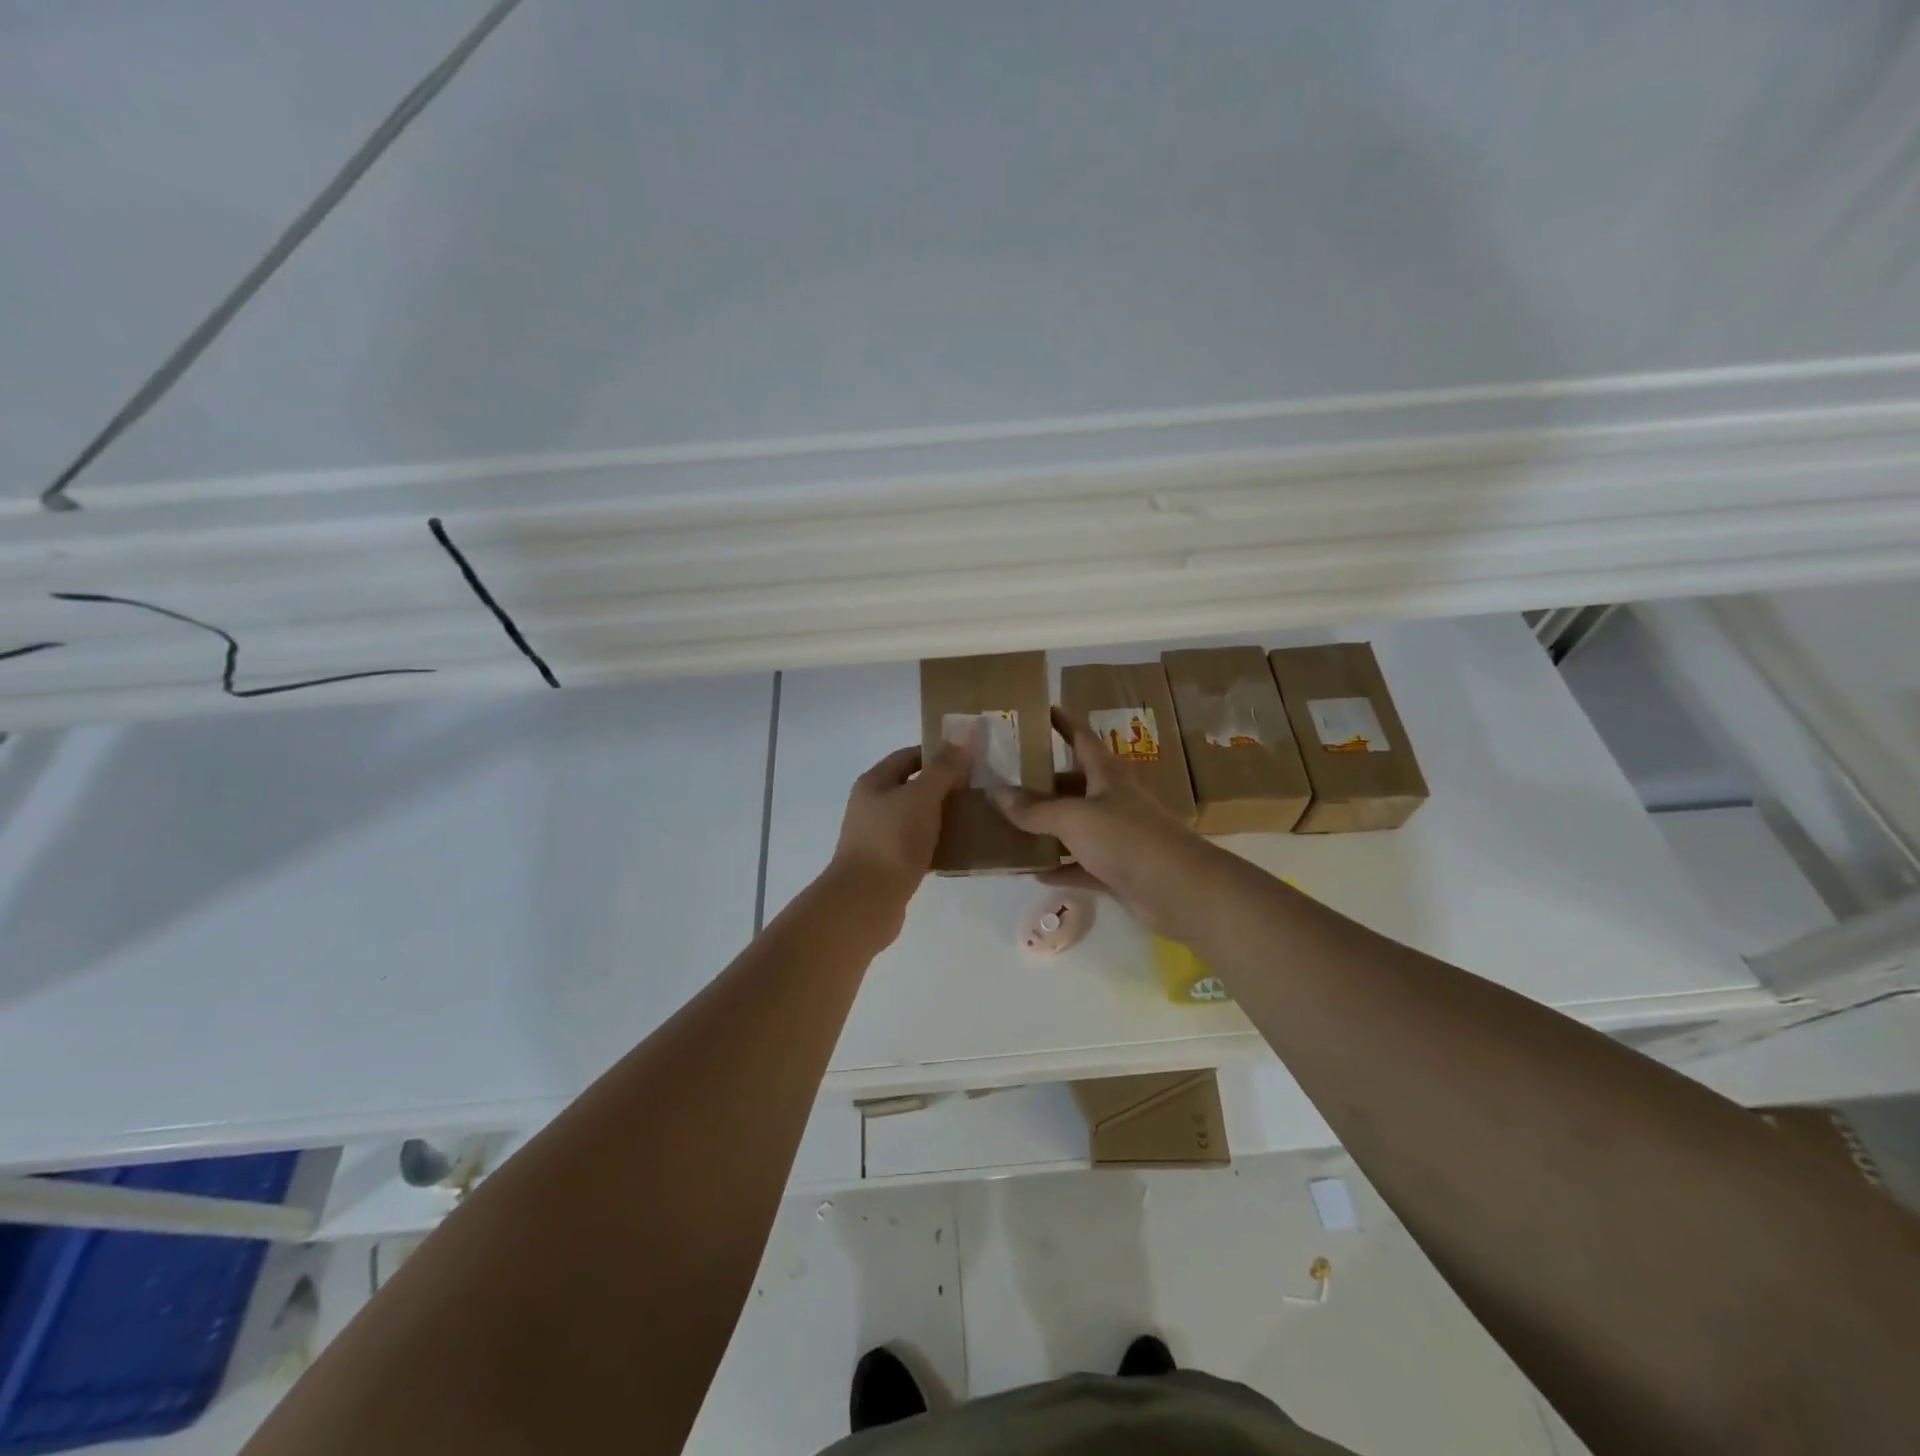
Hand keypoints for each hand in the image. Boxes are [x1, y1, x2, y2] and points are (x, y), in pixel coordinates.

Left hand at [829, 738, 972, 909]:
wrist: (866, 901)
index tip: (970, 757)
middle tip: (979, 787)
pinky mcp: (889, 864)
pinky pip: (918, 845)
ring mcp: (878, 837)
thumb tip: (961, 739)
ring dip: (943, 816)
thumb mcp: (921, 797)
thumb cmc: (893, 840)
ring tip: (976, 816)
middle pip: (913, 786)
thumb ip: (942, 769)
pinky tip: (961, 848)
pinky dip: (938, 843)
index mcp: (874, 783)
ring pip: (917, 817)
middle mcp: (872, 806)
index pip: (908, 756)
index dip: (938, 753)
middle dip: (945, 786)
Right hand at [990, 707, 1226, 940]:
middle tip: (1007, 778)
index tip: (1042, 709)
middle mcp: (1113, 800)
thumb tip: (996, 792)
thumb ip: (1034, 808)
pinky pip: (1081, 865)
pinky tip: (1033, 871)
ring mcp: (1117, 836)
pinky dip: (1060, 867)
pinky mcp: (1118, 870)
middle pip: (1074, 783)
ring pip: (1076, 826)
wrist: (1178, 889)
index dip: (1063, 722)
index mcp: (1107, 775)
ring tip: (1009, 824)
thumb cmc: (1126, 838)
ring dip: (1048, 827)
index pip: (1081, 738)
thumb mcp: (1074, 817)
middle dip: (1044, 780)